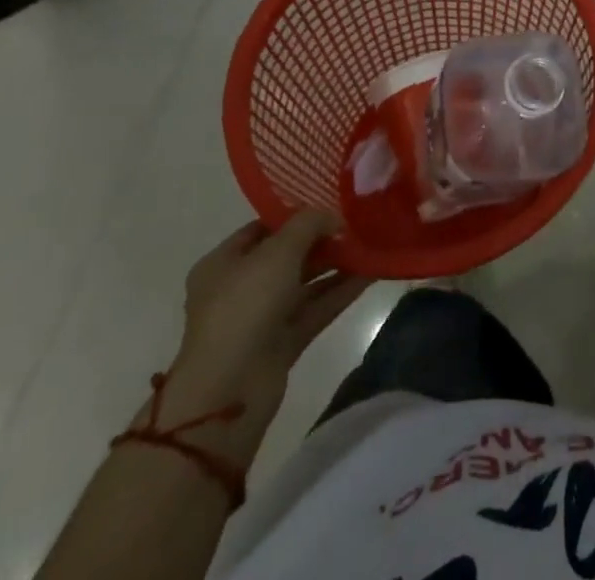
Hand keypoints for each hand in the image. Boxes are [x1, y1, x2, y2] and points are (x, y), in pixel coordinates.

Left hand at [172, 214, 372, 402]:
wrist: (230, 391)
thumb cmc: (245, 307)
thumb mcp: (278, 251)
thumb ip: (309, 224)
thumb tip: (334, 216)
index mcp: (223, 264)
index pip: (262, 228)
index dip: (295, 214)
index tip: (331, 203)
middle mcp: (240, 288)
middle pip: (287, 256)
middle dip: (322, 240)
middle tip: (358, 223)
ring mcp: (262, 318)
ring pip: (306, 283)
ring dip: (336, 265)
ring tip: (371, 244)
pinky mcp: (283, 343)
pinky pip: (316, 309)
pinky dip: (340, 292)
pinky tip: (371, 274)